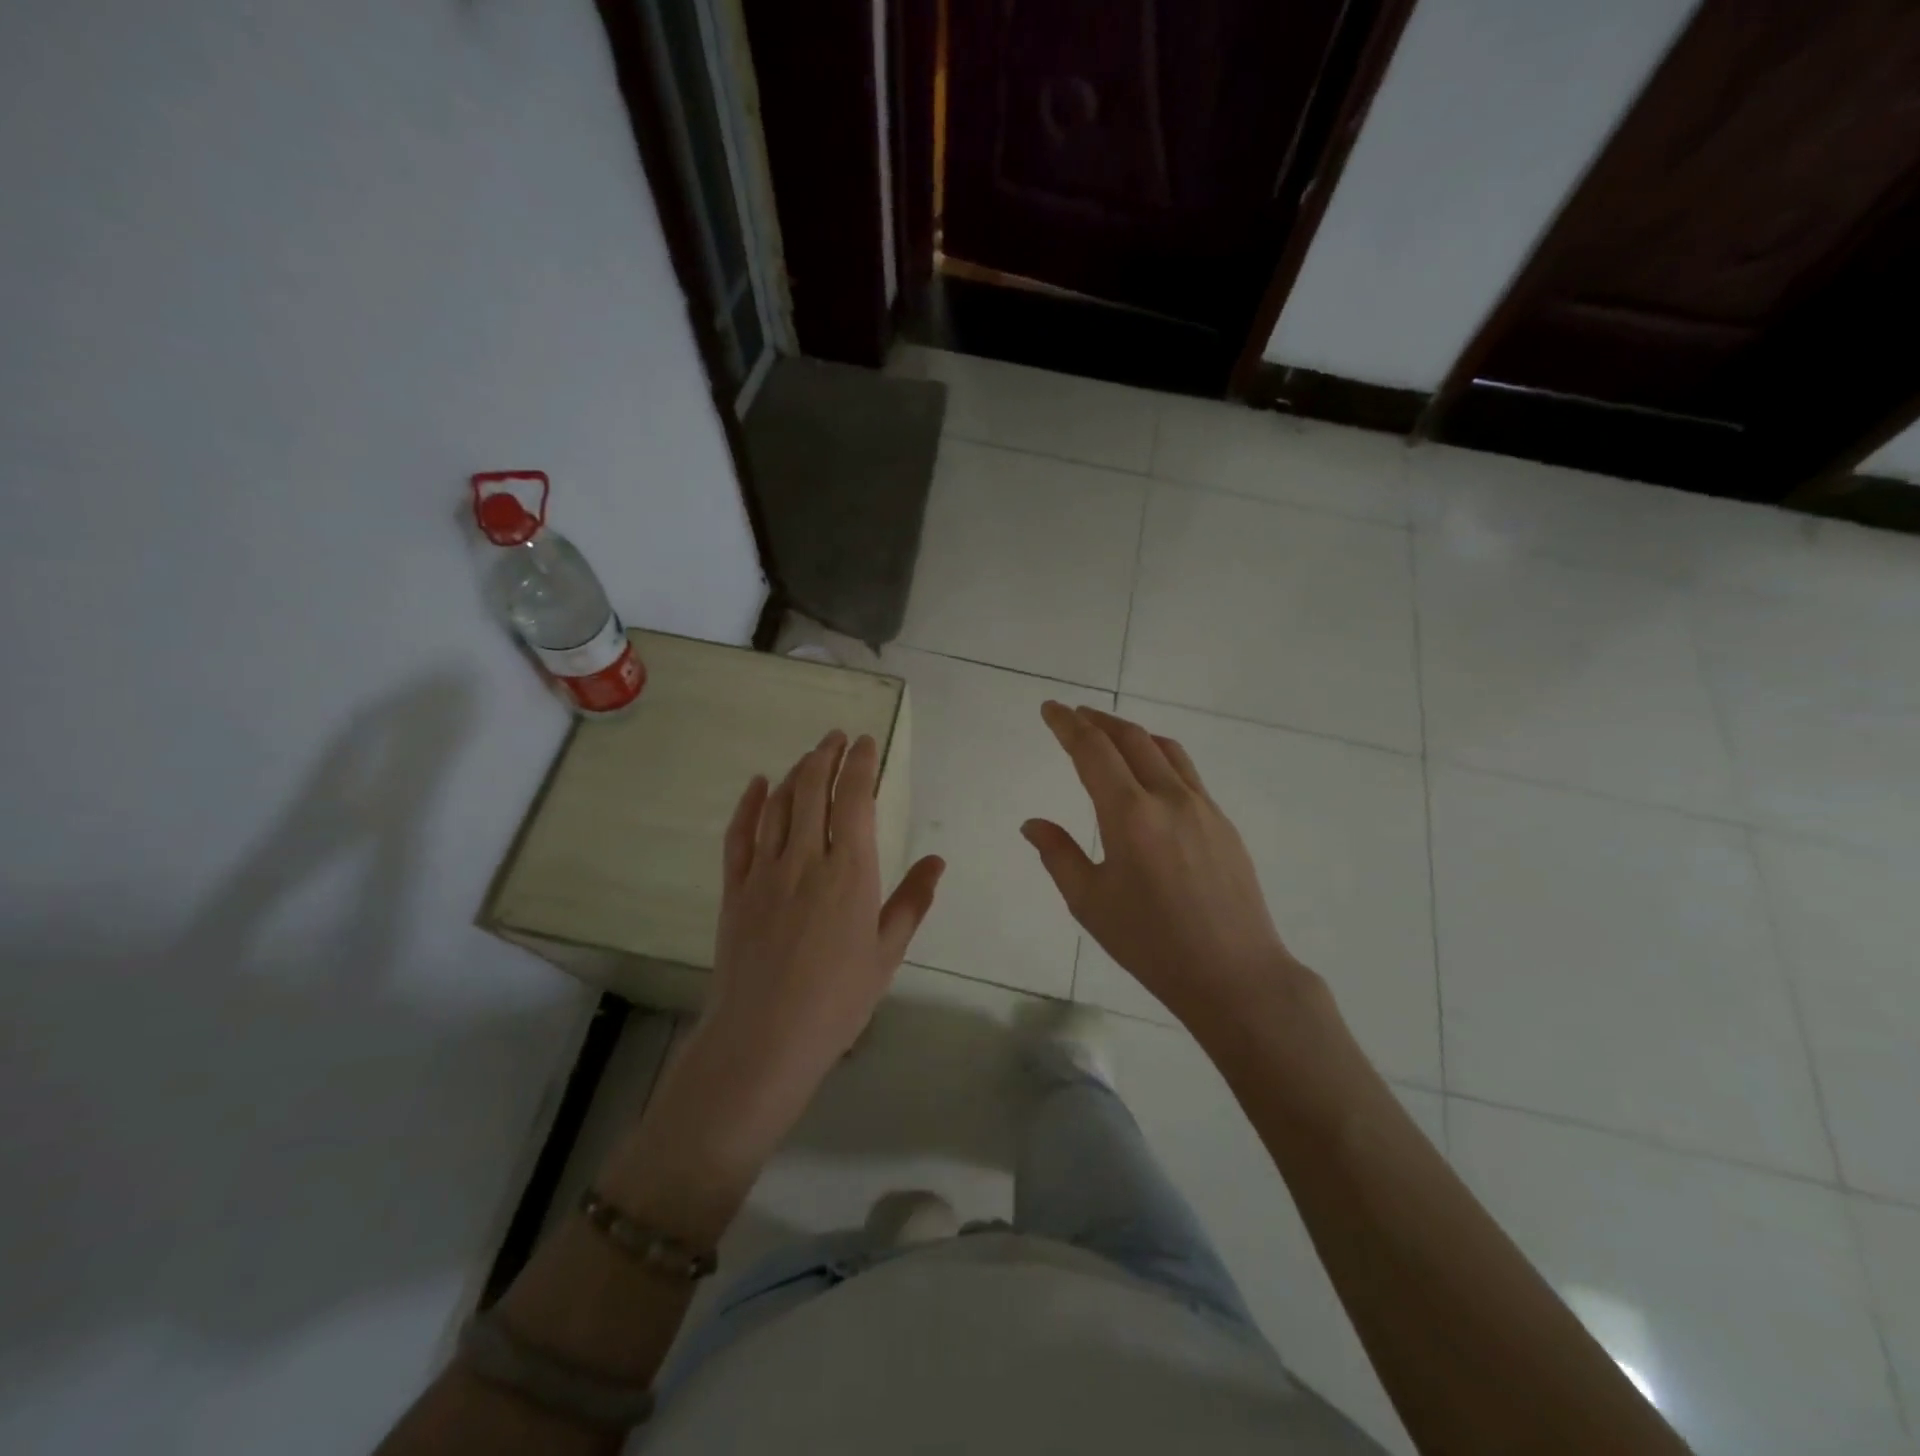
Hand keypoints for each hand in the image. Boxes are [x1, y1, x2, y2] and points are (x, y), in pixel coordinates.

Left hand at [691, 730, 944, 1159]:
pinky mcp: (734, 889)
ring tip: (810, 755)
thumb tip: (937, 861)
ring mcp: (764, 871)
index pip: (855, 799)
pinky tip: (759, 784)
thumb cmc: (837, 1001)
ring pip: (779, 804)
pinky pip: (739, 834)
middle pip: (814, 790)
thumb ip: (912, 901)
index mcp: (850, 871)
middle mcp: (805, 858)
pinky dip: (749, 804)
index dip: (860, 764)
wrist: (763, 1039)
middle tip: (837, 737)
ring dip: (796, 773)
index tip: (866, 742)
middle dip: (827, 756)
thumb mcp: (887, 953)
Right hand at [1022, 702, 1308, 1032]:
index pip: (1093, 751)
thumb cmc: (1151, 943)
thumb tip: (1032, 823)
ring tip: (1109, 735)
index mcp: (1129, 815)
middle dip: (1098, 720)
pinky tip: (1150, 777)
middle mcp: (1168, 798)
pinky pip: (1186, 772)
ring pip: (1165, 749)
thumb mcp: (1090, 902)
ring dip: (1132, 733)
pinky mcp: (1223, 822)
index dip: (1067, 725)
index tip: (1050, 708)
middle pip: (1131, 738)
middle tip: (1074, 716)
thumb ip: (1058, 855)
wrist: (1234, 974)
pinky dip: (1159, 757)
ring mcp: (1203, 806)